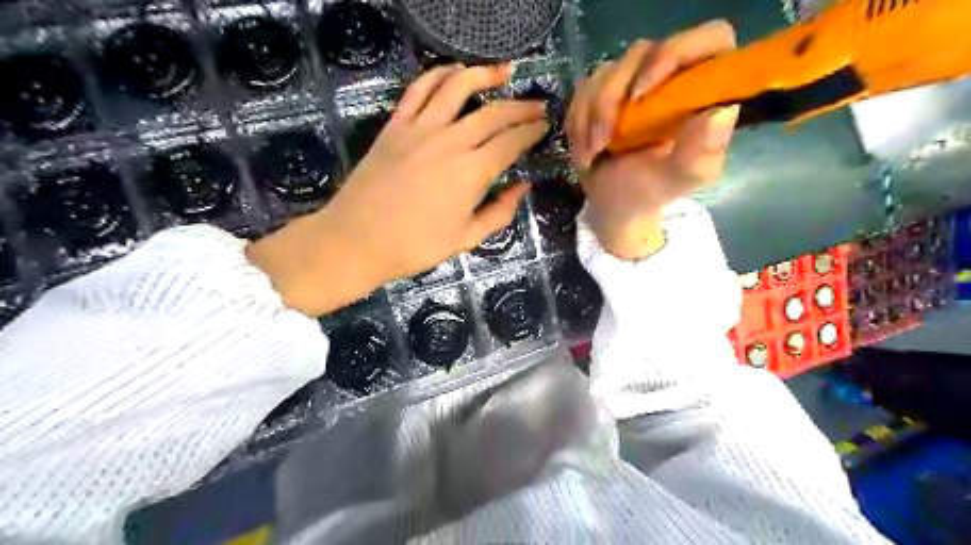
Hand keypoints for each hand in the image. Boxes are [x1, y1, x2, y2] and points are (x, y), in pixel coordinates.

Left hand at [247, 63, 548, 313]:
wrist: (357, 240)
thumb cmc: (415, 246)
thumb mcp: (466, 238)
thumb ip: (500, 212)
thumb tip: (523, 186)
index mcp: (472, 172)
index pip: (511, 142)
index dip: (531, 132)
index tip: (544, 126)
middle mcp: (451, 141)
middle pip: (494, 113)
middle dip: (521, 107)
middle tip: (537, 106)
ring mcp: (421, 128)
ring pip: (458, 88)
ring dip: (485, 75)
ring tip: (504, 72)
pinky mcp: (396, 125)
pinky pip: (420, 89)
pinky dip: (440, 74)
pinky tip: (455, 72)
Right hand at [566, 18, 740, 258]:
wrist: (616, 204)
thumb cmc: (654, 190)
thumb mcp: (683, 178)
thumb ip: (702, 151)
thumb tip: (721, 112)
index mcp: (703, 89)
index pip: (708, 40)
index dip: (675, 54)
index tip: (642, 93)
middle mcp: (669, 75)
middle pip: (641, 52)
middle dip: (613, 98)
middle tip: (605, 140)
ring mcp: (632, 80)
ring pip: (605, 72)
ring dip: (591, 117)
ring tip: (593, 154)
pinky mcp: (602, 91)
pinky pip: (583, 91)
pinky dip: (578, 122)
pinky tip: (586, 151)